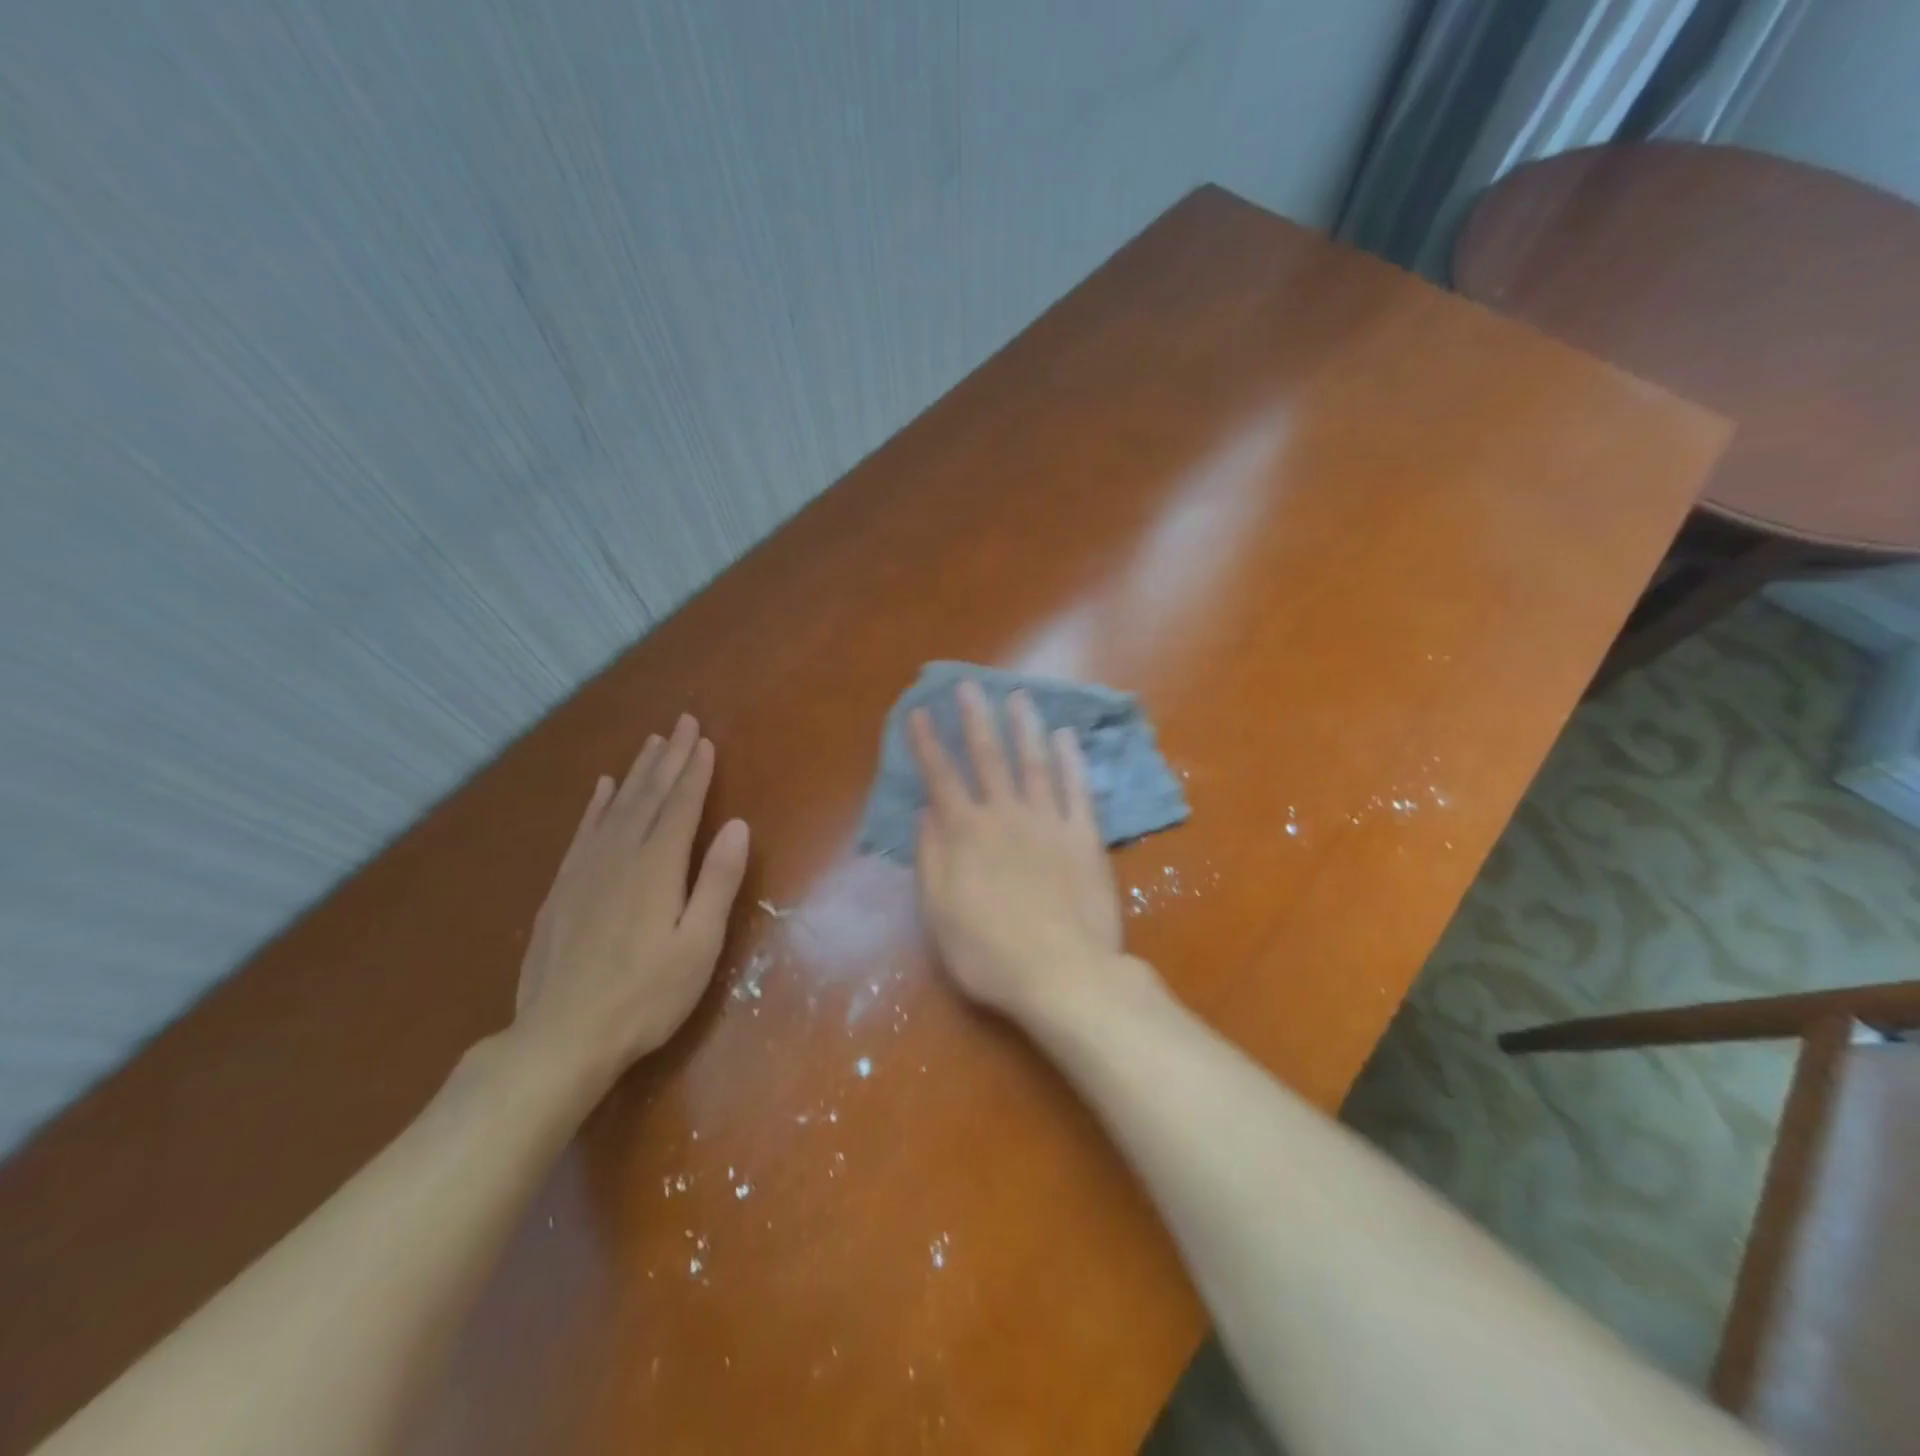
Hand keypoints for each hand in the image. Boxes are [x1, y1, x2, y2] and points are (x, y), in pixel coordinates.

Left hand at [512, 714, 749, 1089]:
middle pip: (648, 796)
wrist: (561, 1037)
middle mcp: (620, 856)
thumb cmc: (646, 996)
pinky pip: (583, 831)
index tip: (705, 739)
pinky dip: (596, 804)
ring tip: (651, 743)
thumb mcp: (698, 944)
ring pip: (616, 807)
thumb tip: (737, 826)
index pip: (681, 806)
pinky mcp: (562, 889)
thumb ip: (717, 881)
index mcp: (657, 867)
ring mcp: (585, 870)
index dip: (695, 771)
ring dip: (637, 773)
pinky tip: (603, 789)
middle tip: (682, 723)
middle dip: (669, 758)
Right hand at [909, 682, 1127, 1018]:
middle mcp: (1005, 816)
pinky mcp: (1084, 837)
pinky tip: (1065, 737)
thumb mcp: (939, 913)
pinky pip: (1077, 790)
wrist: (1062, 974)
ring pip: (1034, 763)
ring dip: (1024, 727)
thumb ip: (930, 857)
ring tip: (1018, 695)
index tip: (920, 712)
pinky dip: (1071, 760)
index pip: (941, 778)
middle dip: (976, 719)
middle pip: (988, 758)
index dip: (928, 744)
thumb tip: (925, 810)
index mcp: (966, 834)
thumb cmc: (989, 953)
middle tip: (969, 686)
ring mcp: (1049, 822)